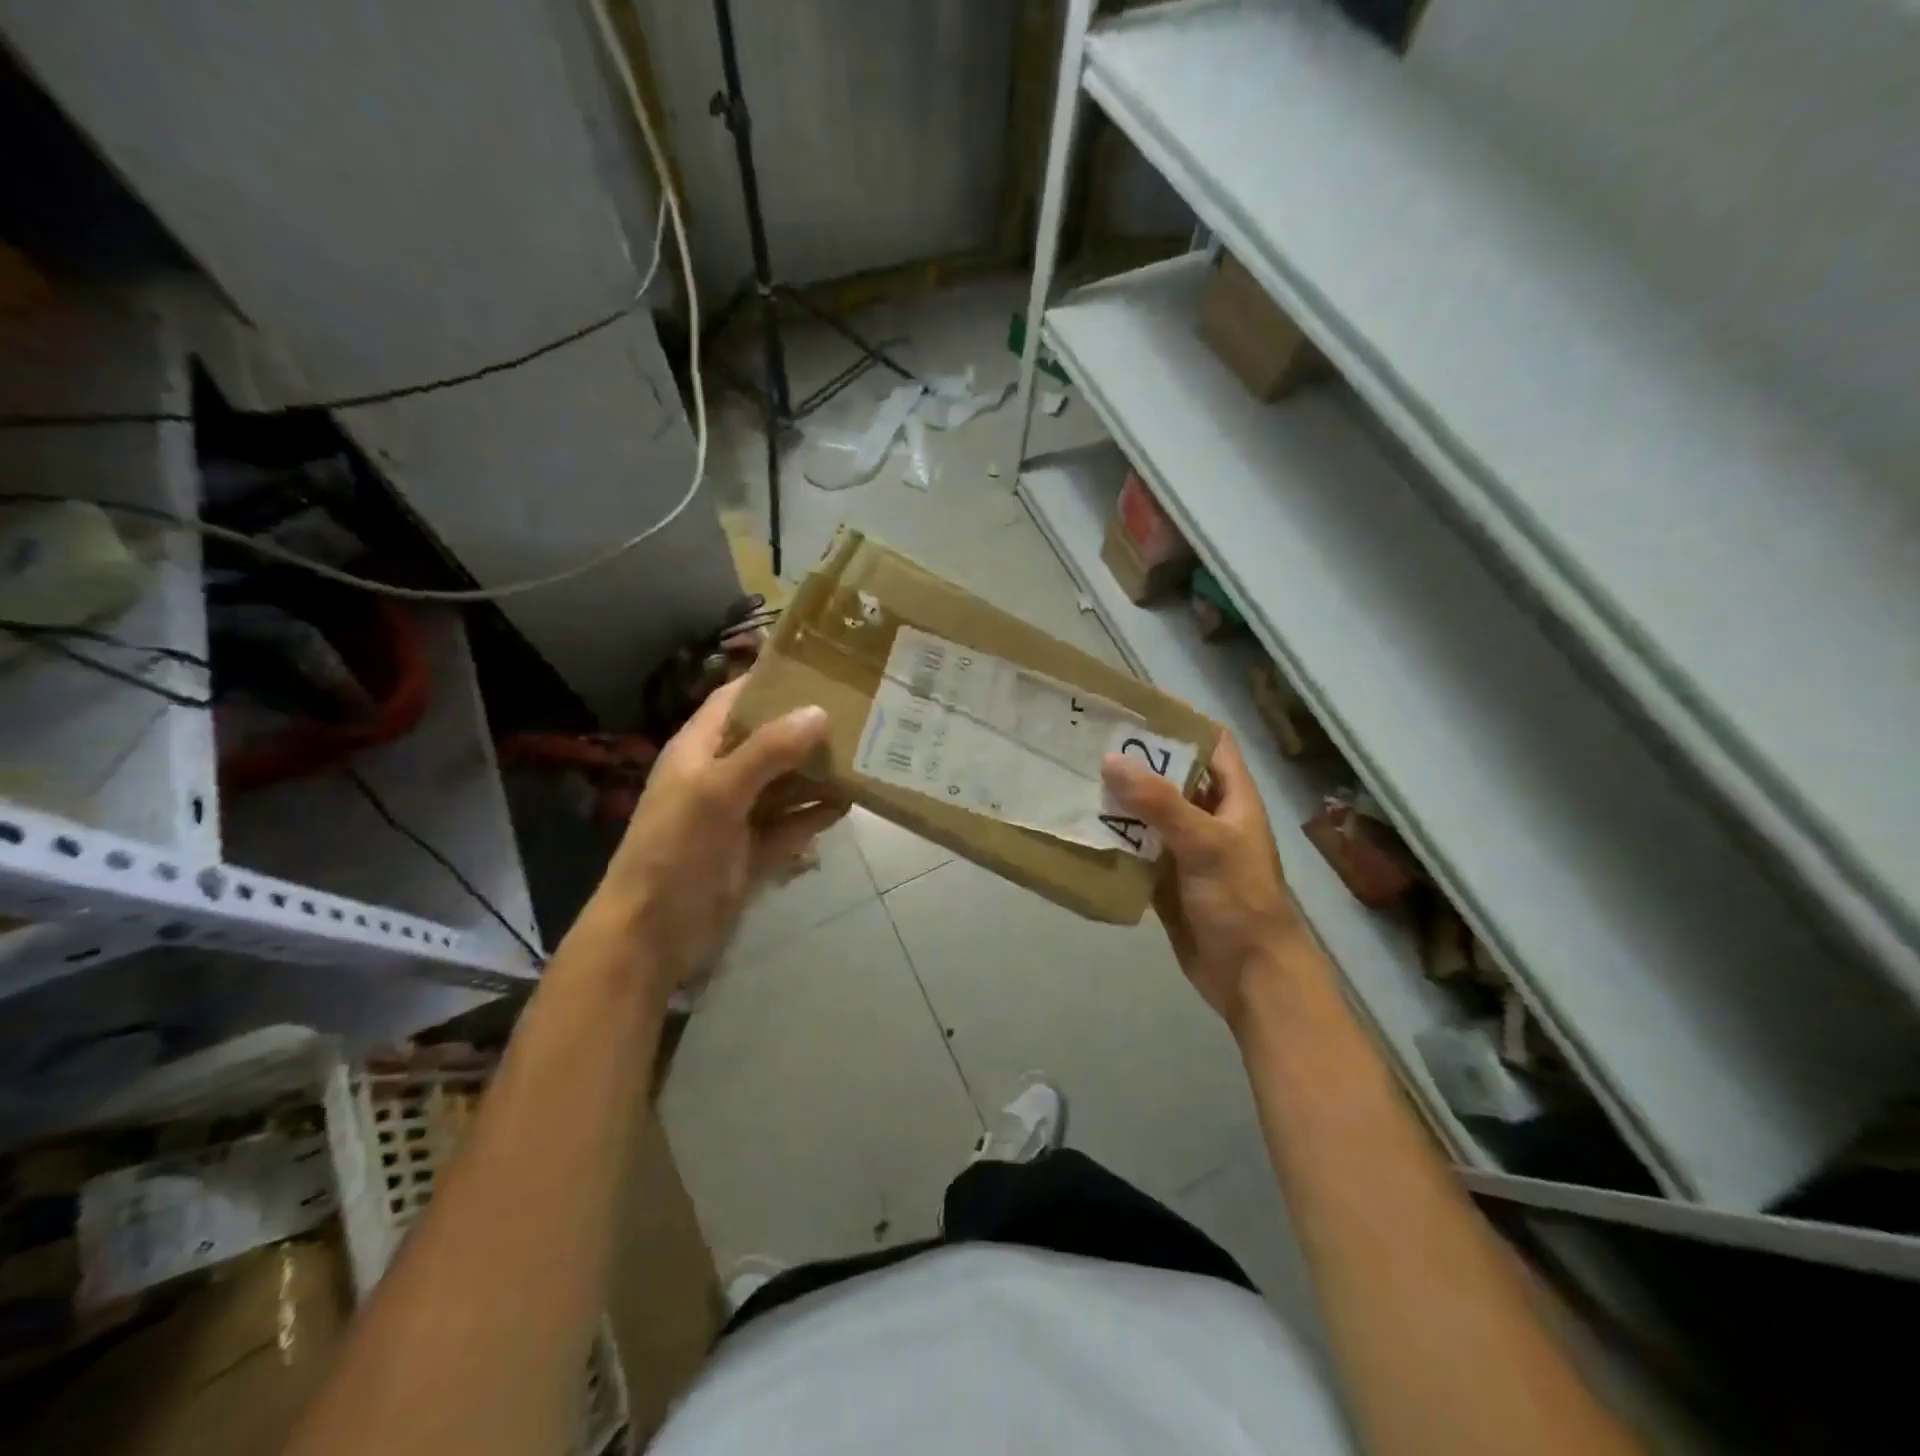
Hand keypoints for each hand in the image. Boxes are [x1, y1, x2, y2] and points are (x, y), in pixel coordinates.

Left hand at [588, 677, 846, 996]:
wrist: (652, 934)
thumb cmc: (676, 850)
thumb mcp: (718, 792)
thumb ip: (768, 751)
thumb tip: (819, 712)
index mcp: (700, 750)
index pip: (735, 700)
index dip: (771, 681)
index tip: (820, 667)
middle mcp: (720, 775)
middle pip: (769, 740)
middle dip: (808, 729)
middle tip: (860, 713)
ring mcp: (738, 815)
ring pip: (785, 784)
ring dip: (818, 774)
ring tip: (865, 756)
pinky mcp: (754, 849)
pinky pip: (792, 824)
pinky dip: (816, 816)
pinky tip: (848, 806)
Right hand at [1101, 731, 1308, 1028]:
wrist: (1248, 974)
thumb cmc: (1240, 900)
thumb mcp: (1205, 844)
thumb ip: (1160, 803)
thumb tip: (1111, 760)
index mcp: (1232, 798)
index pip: (1211, 743)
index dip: (1180, 722)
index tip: (1135, 708)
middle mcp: (1209, 816)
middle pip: (1172, 775)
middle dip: (1136, 760)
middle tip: (1089, 741)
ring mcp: (1186, 848)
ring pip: (1149, 812)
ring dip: (1118, 799)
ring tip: (1075, 777)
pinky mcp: (1165, 877)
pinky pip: (1135, 848)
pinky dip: (1113, 837)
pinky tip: (1082, 826)